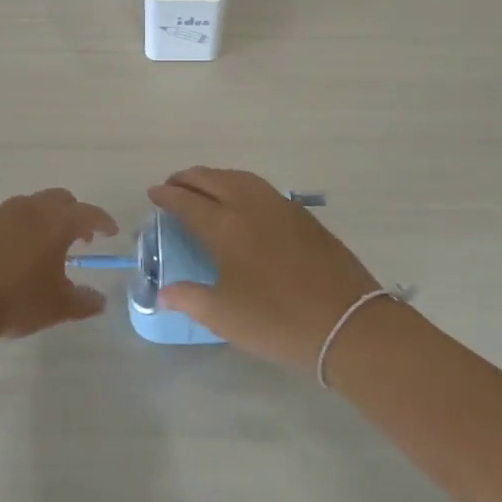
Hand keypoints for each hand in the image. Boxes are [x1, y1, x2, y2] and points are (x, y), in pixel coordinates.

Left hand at [0, 188, 118, 344]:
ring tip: (48, 247)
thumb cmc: (14, 299)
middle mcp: (31, 208)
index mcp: (56, 222)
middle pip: (60, 199)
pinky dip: (23, 227)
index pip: (89, 213)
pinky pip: (10, 217)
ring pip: (33, 205)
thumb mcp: (56, 307)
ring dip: (47, 219)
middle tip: (80, 239)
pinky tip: (18, 253)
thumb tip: (100, 300)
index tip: (111, 232)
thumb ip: (83, 302)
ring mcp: (2, 213)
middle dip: (75, 215)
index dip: (103, 222)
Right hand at [147, 167, 385, 372]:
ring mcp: (281, 207)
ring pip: (240, 178)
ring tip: (204, 187)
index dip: (167, 196)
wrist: (347, 324)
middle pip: (213, 179)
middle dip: (188, 179)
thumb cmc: (278, 321)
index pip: (187, 202)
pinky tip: (242, 201)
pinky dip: (240, 185)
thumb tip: (163, 293)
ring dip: (216, 177)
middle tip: (173, 185)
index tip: (153, 193)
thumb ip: (189, 298)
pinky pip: (261, 188)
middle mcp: (250, 206)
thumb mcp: (224, 317)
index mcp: (226, 227)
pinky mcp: (303, 216)